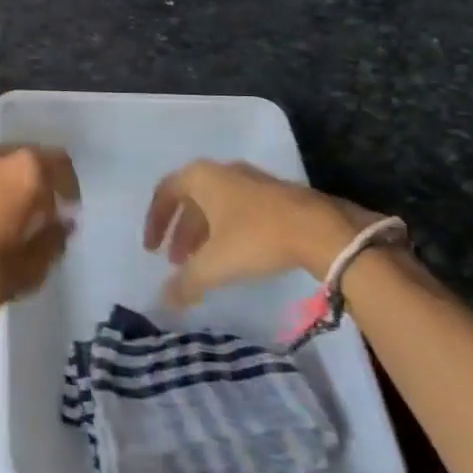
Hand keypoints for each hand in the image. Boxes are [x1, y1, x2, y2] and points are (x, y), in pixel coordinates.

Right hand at [145, 161, 381, 309]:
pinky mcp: (274, 195)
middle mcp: (221, 172)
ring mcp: (250, 181)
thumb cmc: (256, 237)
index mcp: (201, 177)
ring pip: (215, 206)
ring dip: (203, 234)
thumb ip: (186, 282)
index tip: (151, 249)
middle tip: (176, 263)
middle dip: (180, 233)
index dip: (154, 221)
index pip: (165, 192)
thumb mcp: (215, 264)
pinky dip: (226, 232)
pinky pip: (237, 210)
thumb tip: (163, 301)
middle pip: (190, 200)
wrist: (321, 229)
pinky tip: (234, 257)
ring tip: (203, 265)